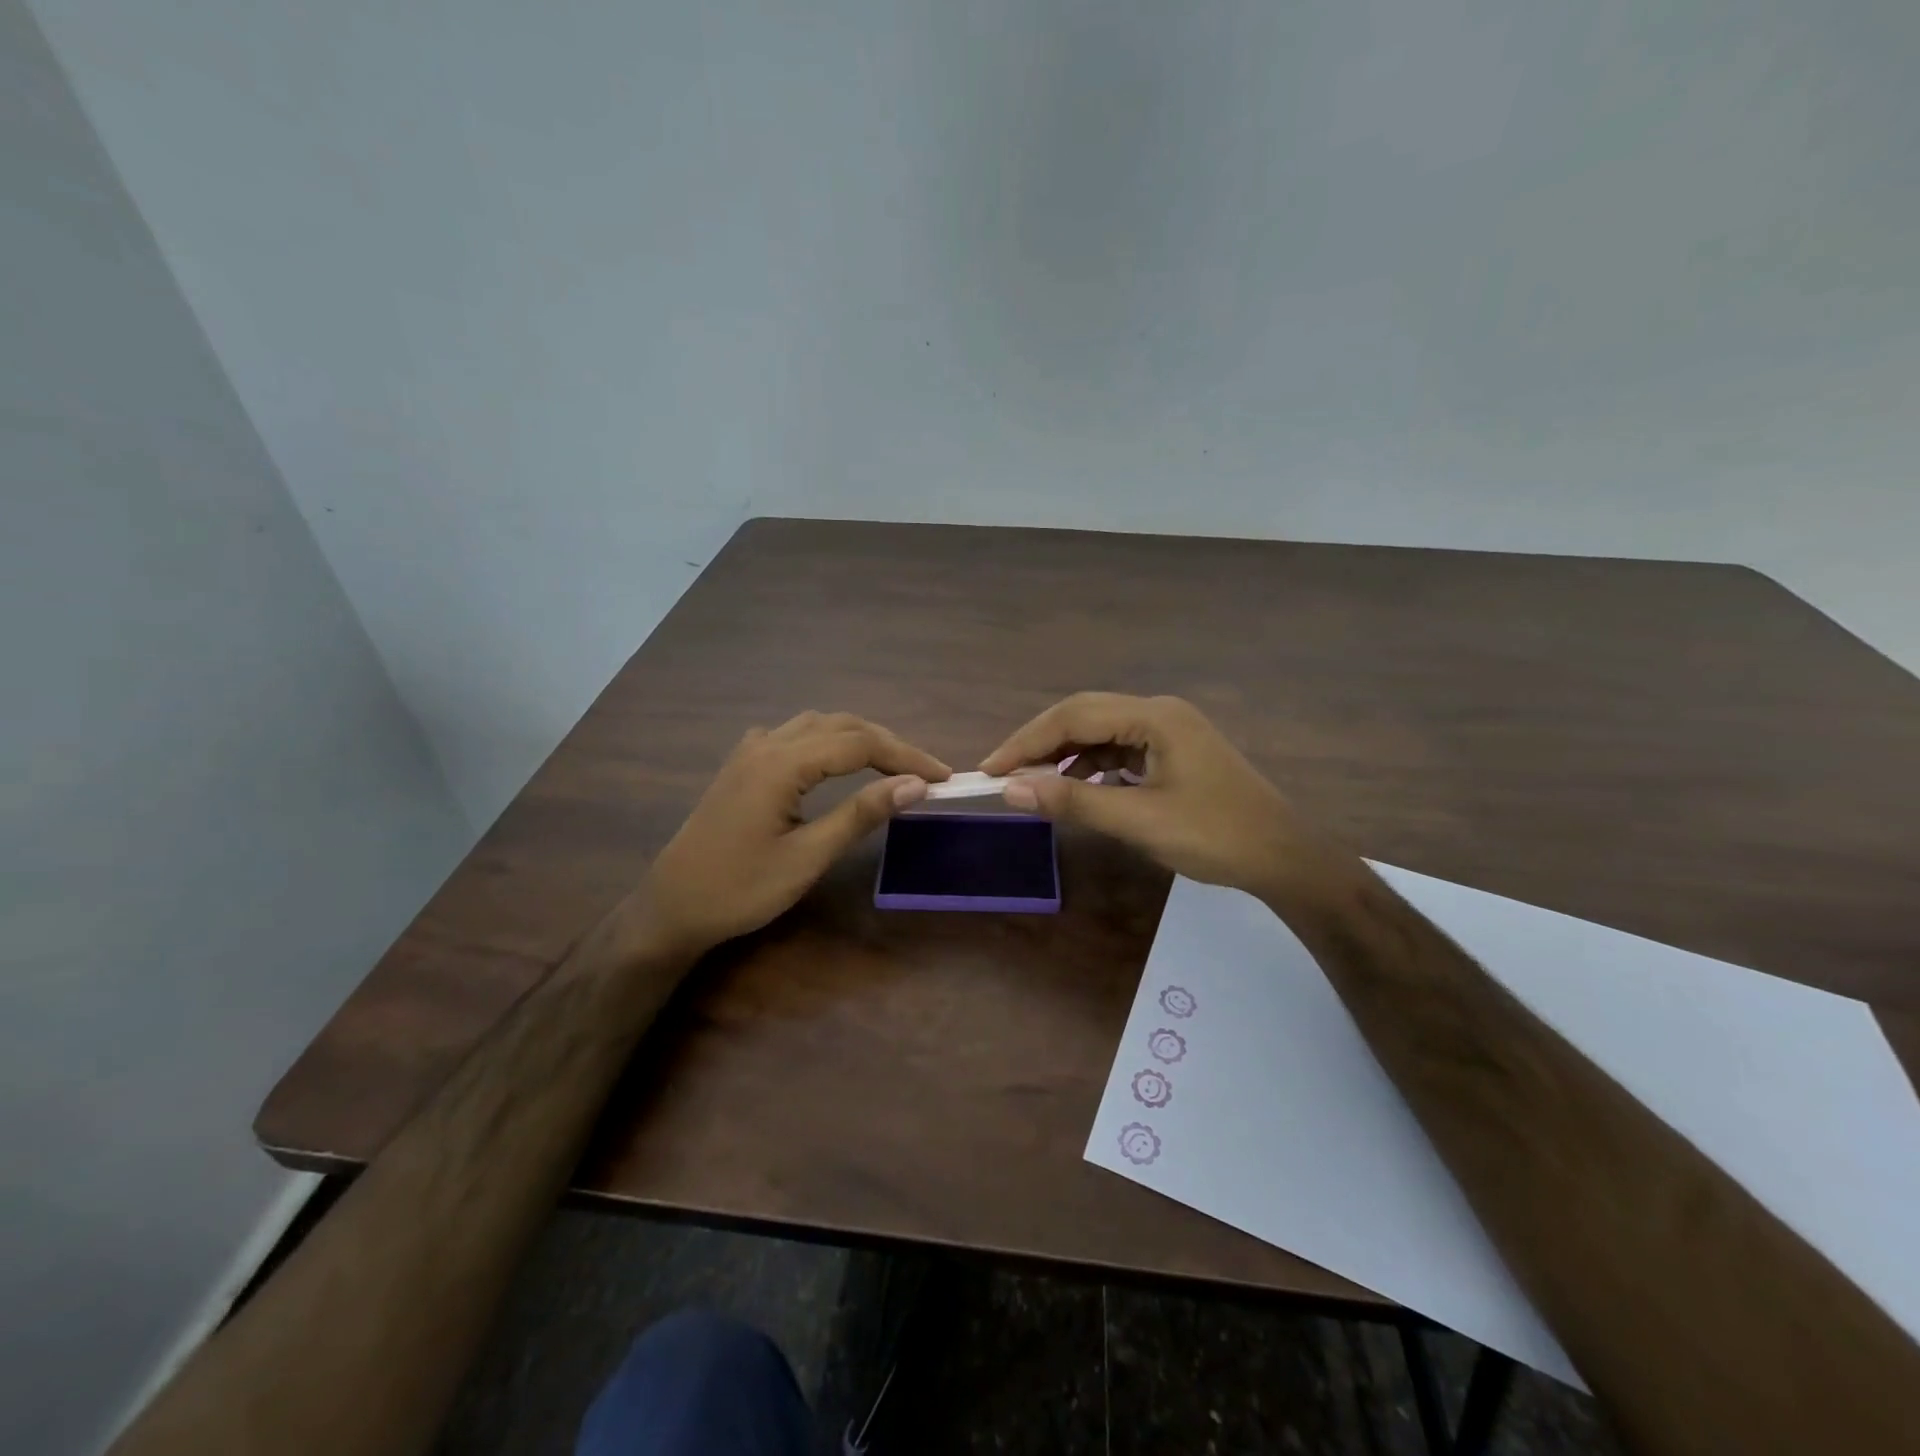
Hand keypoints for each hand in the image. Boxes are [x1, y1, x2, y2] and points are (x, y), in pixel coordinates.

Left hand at [639, 712, 949, 956]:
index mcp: (782, 764)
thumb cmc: (741, 889)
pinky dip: (826, 741)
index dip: (906, 755)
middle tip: (924, 772)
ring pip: (817, 725)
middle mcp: (767, 744)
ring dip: (858, 738)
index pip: (860, 744)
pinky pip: (793, 736)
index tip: (942, 777)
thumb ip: (860, 814)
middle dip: (888, 744)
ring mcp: (750, 752)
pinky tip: (831, 761)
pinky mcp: (742, 766)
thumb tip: (914, 785)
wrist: (673, 907)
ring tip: (890, 765)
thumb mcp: (808, 857)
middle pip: (841, 725)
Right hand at [980, 693, 1311, 895]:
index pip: (1074, 716)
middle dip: (1040, 744)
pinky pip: (1118, 750)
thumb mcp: (1138, 820)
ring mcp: (1168, 732)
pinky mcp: (1172, 753)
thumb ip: (1073, 800)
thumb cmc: (1215, 836)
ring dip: (1064, 756)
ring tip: (1032, 784)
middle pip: (1084, 716)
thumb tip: (1011, 789)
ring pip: (1100, 733)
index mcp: (1155, 716)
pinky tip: (1075, 788)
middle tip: (1002, 774)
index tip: (990, 769)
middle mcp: (1159, 713)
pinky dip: (1090, 767)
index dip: (1026, 741)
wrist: (1284, 859)